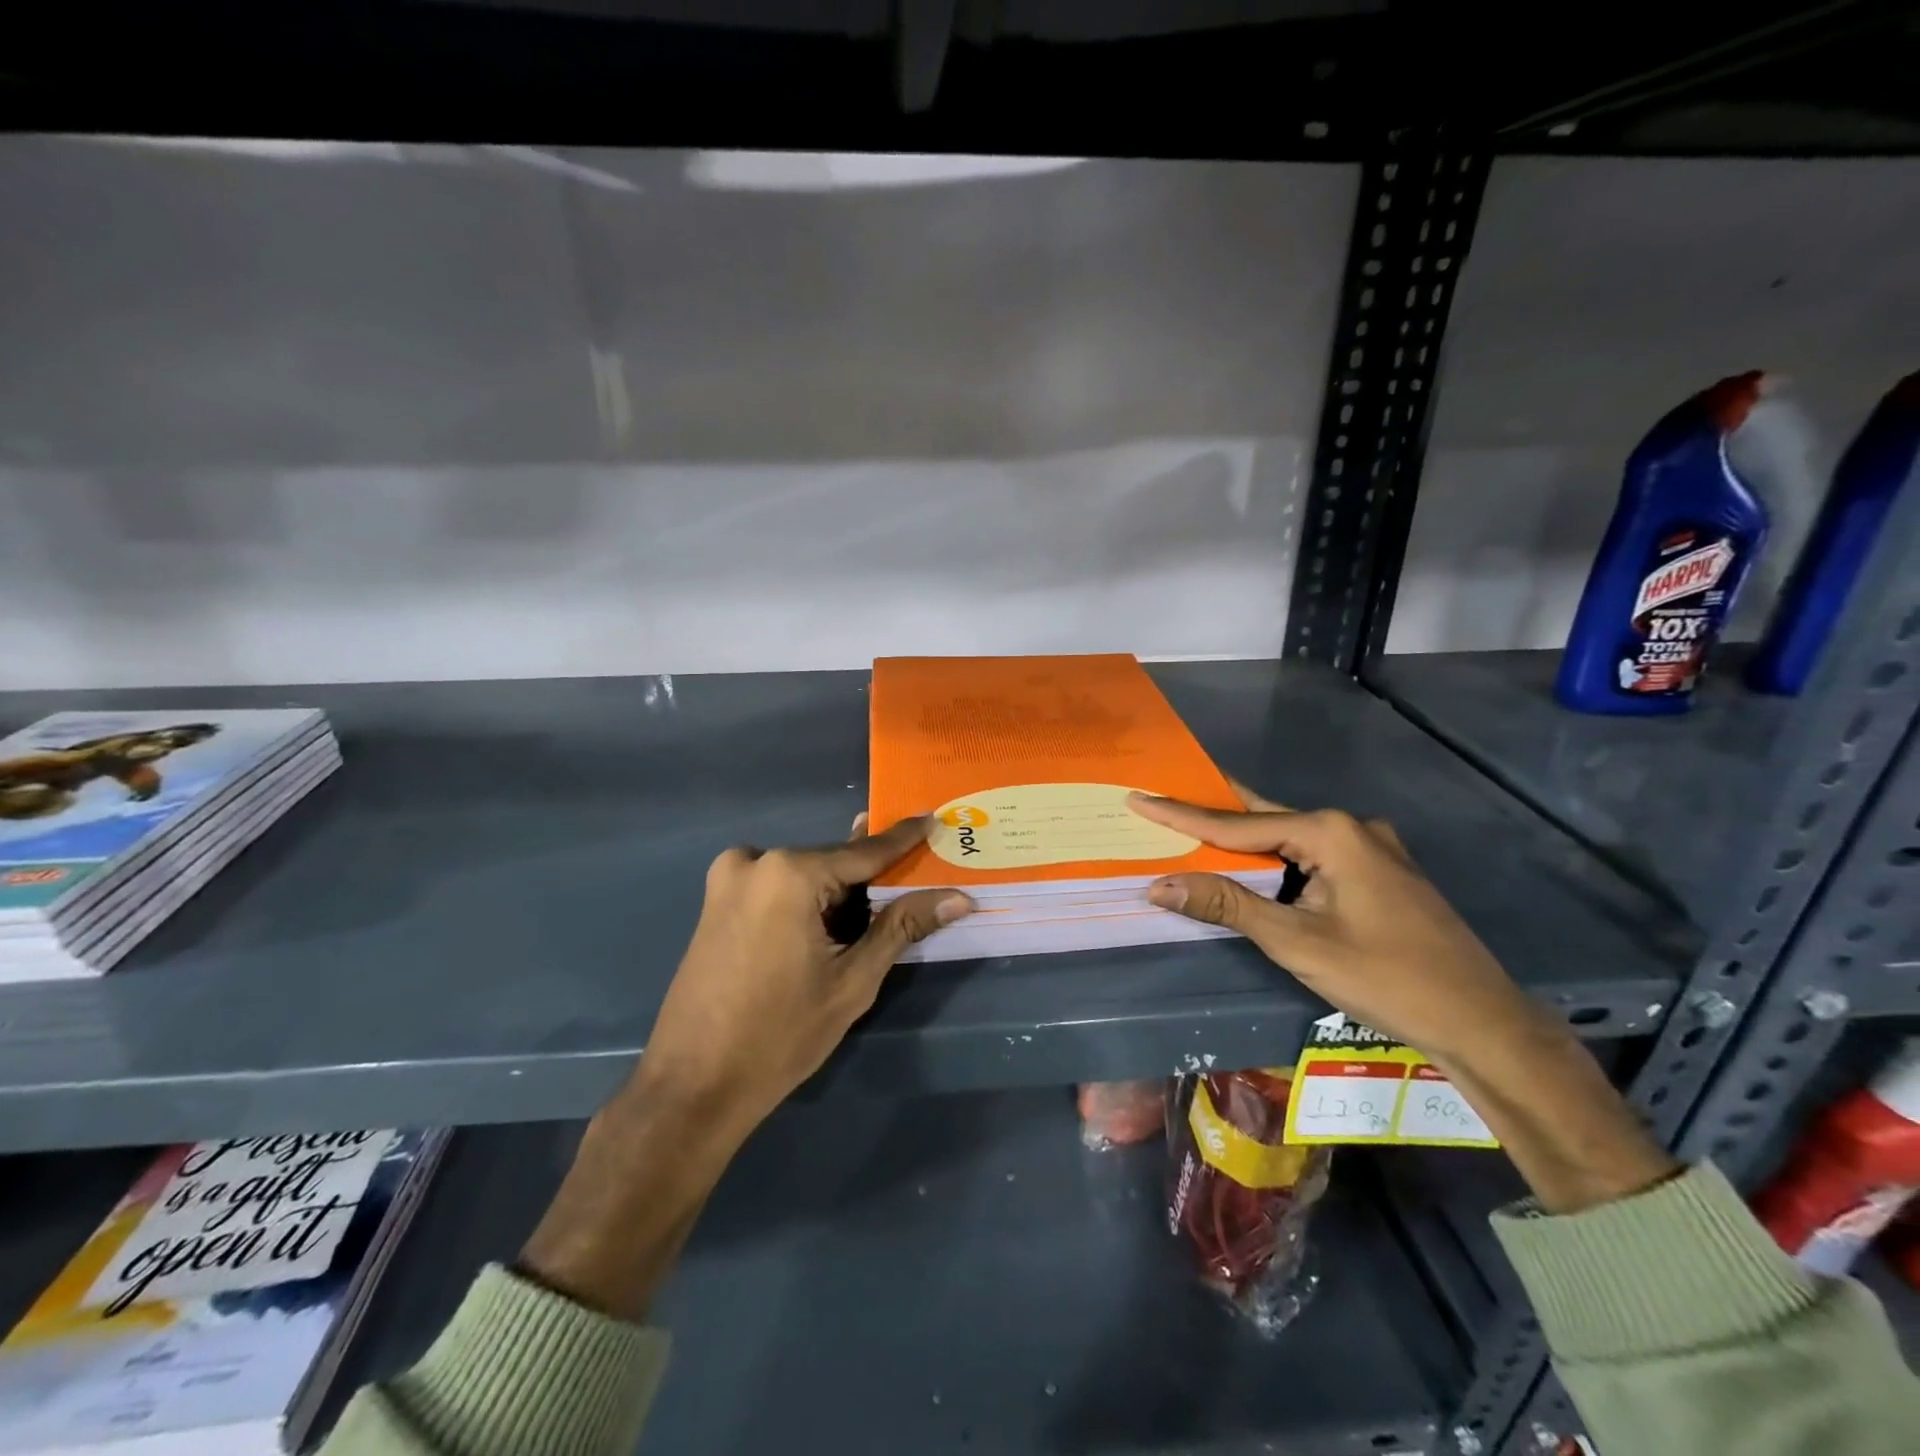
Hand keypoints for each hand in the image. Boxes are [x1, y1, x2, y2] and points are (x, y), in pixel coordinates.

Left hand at [521, 815, 970, 1320]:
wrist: (693, 1087)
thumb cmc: (780, 1034)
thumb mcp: (853, 981)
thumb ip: (902, 928)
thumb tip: (958, 897)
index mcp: (790, 873)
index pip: (864, 852)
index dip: (903, 839)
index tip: (932, 818)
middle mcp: (756, 861)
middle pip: (833, 863)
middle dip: (871, 877)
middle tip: (913, 883)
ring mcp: (728, 880)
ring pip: (805, 876)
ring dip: (838, 892)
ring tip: (874, 916)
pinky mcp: (716, 902)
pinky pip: (777, 888)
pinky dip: (807, 900)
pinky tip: (827, 928)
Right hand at [1129, 785, 1534, 1062]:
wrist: (1481, 1021)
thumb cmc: (1386, 978)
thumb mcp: (1297, 942)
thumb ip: (1228, 906)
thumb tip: (1160, 885)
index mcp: (1331, 832)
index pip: (1238, 823)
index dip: (1182, 815)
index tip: (1139, 798)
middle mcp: (1351, 827)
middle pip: (1264, 819)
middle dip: (1212, 815)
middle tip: (1163, 802)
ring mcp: (1371, 848)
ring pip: (1289, 838)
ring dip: (1243, 841)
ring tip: (1193, 831)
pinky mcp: (1380, 872)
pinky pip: (1312, 854)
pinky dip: (1275, 859)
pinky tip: (1254, 864)